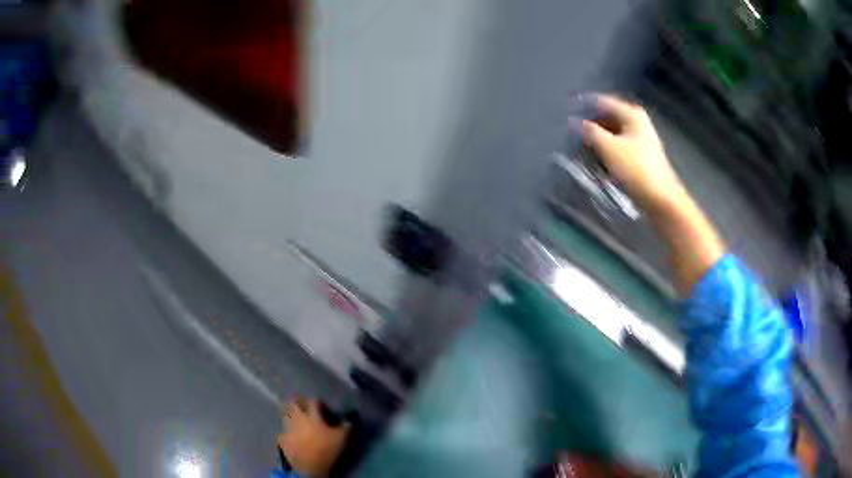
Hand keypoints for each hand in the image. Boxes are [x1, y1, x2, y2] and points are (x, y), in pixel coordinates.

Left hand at [278, 399, 349, 476]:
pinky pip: (283, 430)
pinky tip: (294, 435)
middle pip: (293, 402)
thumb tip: (348, 420)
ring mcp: (287, 427)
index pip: (314, 401)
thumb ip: (346, 427)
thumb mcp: (342, 439)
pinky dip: (288, 430)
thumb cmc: (325, 450)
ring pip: (286, 414)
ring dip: (292, 415)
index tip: (324, 409)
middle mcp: (297, 417)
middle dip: (299, 403)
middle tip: (306, 408)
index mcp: (311, 415)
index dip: (319, 403)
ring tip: (299, 421)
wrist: (307, 466)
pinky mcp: (281, 438)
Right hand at [579, 95, 686, 210]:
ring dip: (596, 141)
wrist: (661, 200)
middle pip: (607, 117)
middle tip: (571, 135)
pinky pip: (617, 147)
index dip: (583, 107)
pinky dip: (605, 151)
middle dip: (589, 126)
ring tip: (580, 150)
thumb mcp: (608, 148)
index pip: (601, 101)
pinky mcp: (640, 156)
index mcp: (632, 114)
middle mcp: (637, 122)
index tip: (566, 116)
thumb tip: (574, 123)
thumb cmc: (636, 170)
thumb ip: (589, 132)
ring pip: (612, 134)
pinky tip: (595, 161)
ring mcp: (640, 140)